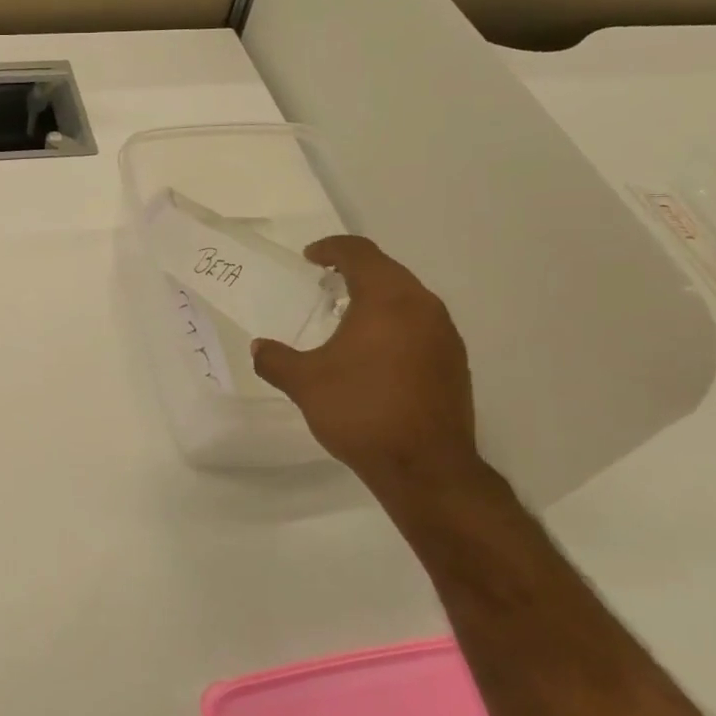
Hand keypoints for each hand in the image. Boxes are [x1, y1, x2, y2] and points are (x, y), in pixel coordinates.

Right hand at [252, 237, 480, 497]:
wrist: (426, 468)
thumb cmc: (361, 411)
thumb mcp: (305, 383)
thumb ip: (276, 360)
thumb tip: (259, 348)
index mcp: (387, 299)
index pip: (360, 253)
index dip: (332, 248)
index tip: (310, 257)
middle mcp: (423, 307)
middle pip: (388, 271)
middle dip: (355, 271)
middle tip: (326, 285)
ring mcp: (445, 336)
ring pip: (409, 298)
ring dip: (378, 298)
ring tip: (349, 317)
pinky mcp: (455, 363)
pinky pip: (421, 326)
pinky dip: (396, 324)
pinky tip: (376, 353)